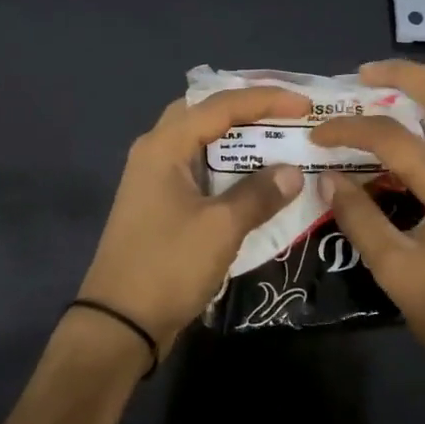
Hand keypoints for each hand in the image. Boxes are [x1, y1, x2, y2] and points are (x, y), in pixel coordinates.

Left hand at [78, 86, 310, 360]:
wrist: (120, 324)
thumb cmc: (168, 266)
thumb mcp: (221, 228)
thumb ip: (259, 194)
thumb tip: (293, 172)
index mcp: (164, 146)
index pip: (220, 105)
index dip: (265, 99)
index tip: (304, 105)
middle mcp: (155, 152)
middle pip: (204, 112)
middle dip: (246, 108)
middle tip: (285, 111)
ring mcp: (155, 179)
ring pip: (201, 141)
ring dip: (238, 138)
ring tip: (278, 138)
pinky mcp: (161, 204)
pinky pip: (200, 169)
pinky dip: (228, 166)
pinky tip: (255, 178)